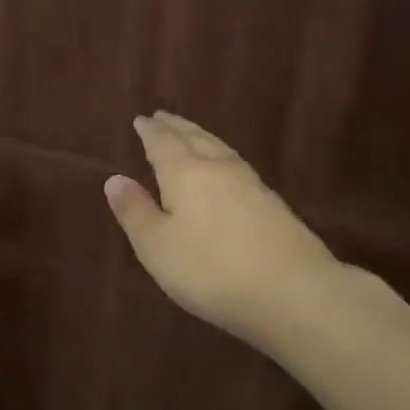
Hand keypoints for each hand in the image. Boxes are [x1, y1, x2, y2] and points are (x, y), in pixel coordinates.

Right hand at [105, 111, 343, 348]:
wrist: (295, 293)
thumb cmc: (211, 270)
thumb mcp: (157, 246)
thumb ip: (135, 211)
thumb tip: (115, 178)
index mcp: (185, 172)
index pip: (163, 143)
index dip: (150, 131)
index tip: (141, 119)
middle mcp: (218, 168)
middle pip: (194, 138)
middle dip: (176, 127)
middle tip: (163, 116)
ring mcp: (251, 184)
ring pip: (219, 149)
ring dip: (201, 137)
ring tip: (191, 134)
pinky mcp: (274, 205)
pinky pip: (237, 165)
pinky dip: (221, 156)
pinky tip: (225, 169)